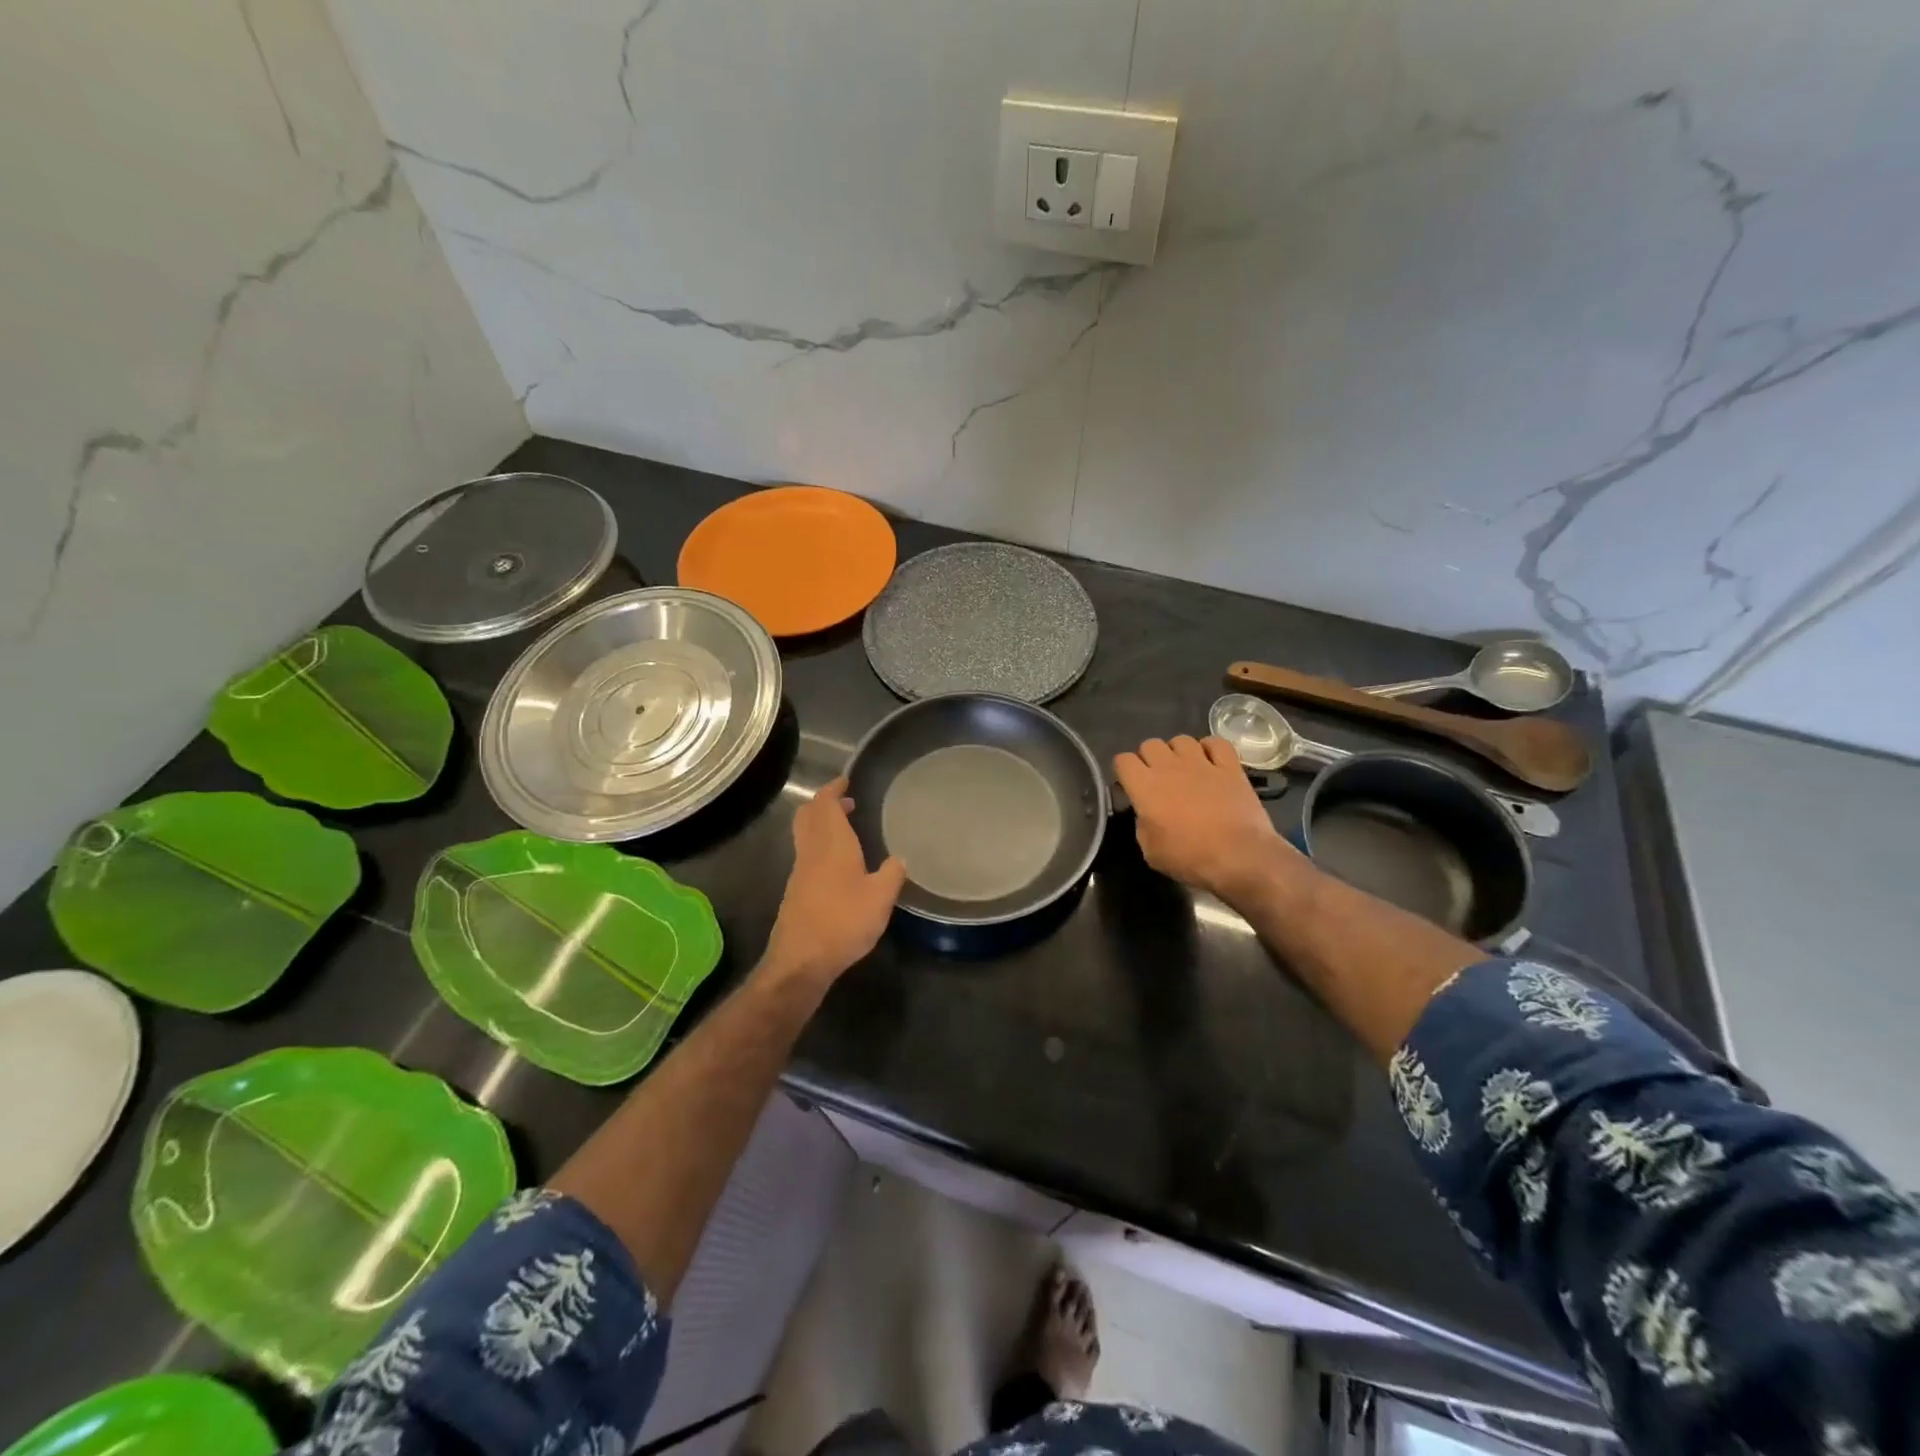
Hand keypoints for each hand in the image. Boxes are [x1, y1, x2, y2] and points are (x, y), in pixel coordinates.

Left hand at [763, 777, 906, 985]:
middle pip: (808, 815)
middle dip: (824, 803)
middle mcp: (811, 851)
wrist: (801, 960)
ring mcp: (800, 872)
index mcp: (832, 844)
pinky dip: (821, 846)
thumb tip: (900, 858)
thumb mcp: (880, 898)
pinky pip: (807, 855)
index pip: (825, 804)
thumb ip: (892, 874)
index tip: (845, 781)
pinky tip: (839, 865)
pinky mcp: (796, 892)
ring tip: (847, 830)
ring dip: (822, 825)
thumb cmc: (843, 922)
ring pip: (806, 835)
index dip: (833, 789)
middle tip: (846, 802)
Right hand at [1113, 736, 1302, 904]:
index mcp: (1145, 786)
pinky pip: (1216, 743)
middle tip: (1157, 780)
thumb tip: (1147, 814)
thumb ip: (1142, 824)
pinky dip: (1211, 749)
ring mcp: (1202, 763)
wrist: (1238, 857)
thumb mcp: (1151, 851)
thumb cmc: (1189, 857)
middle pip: (1150, 744)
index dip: (1124, 772)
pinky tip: (1211, 762)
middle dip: (1149, 758)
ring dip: (1178, 752)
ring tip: (1184, 770)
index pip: (1123, 760)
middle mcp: (1169, 766)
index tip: (1130, 786)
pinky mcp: (1230, 767)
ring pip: (1181, 740)